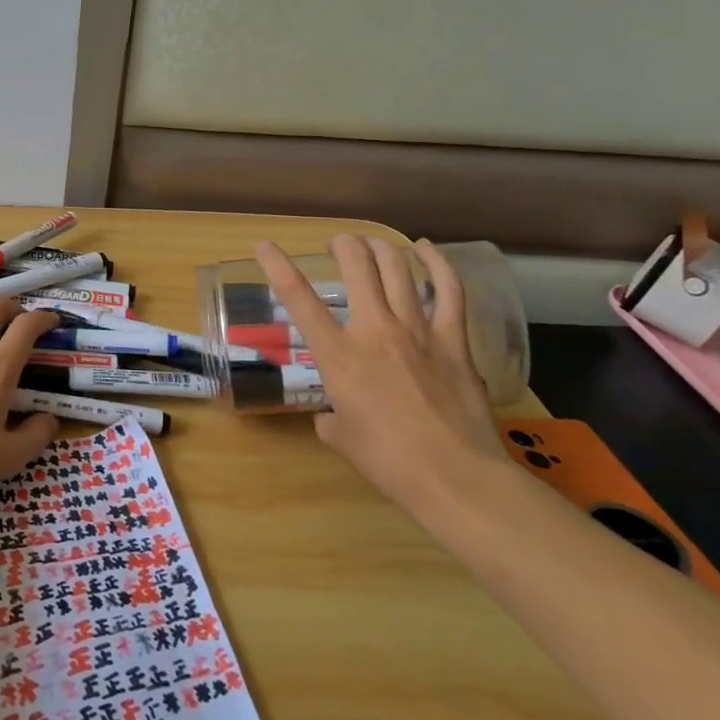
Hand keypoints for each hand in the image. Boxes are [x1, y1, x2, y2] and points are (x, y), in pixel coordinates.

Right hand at [255, 235, 507, 516]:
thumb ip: (330, 417)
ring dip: (380, 247)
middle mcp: (374, 330)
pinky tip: (426, 249)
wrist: (454, 477)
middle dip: (343, 245)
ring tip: (370, 242)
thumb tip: (333, 416)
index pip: (299, 299)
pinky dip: (437, 264)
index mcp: (338, 355)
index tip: (265, 246)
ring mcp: (418, 331)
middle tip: (337, 245)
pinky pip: (449, 290)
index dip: (277, 266)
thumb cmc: (388, 461)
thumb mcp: (340, 438)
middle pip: (356, 266)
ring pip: (397, 269)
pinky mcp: (454, 340)